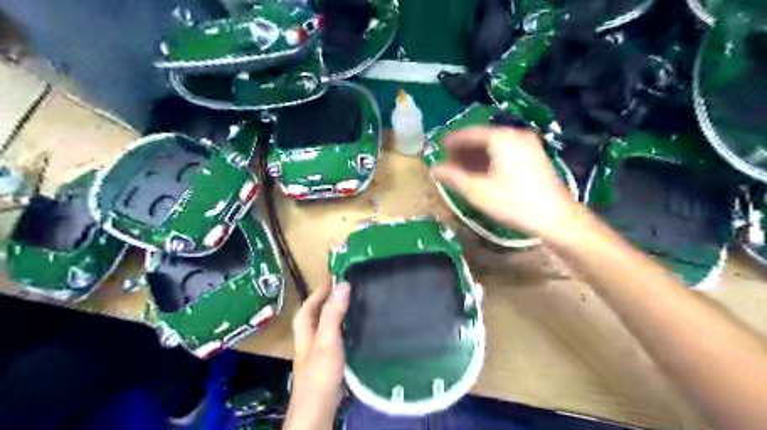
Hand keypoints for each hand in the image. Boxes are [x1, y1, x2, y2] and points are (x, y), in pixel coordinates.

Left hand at [284, 282, 350, 429]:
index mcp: (304, 330)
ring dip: (336, 311)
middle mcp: (309, 338)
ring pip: (325, 324)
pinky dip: (343, 326)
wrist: (319, 408)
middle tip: (347, 286)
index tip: (335, 274)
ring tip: (353, 300)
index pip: (310, 303)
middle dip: (327, 298)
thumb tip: (342, 284)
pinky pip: (335, 335)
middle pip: (316, 313)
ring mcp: (317, 350)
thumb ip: (333, 313)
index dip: (320, 289)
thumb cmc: (320, 372)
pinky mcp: (328, 361)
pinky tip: (355, 327)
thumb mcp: (327, 339)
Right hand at [431, 125, 581, 237]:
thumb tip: (433, 168)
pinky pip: (507, 151)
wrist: (556, 217)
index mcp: (501, 138)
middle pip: (484, 138)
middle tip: (449, 160)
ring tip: (462, 167)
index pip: (471, 133)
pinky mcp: (536, 156)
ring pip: (496, 145)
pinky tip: (483, 171)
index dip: (453, 140)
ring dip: (477, 155)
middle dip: (465, 149)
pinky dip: (492, 158)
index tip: (439, 146)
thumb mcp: (478, 192)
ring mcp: (529, 144)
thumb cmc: (513, 203)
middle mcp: (516, 135)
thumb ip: (453, 177)